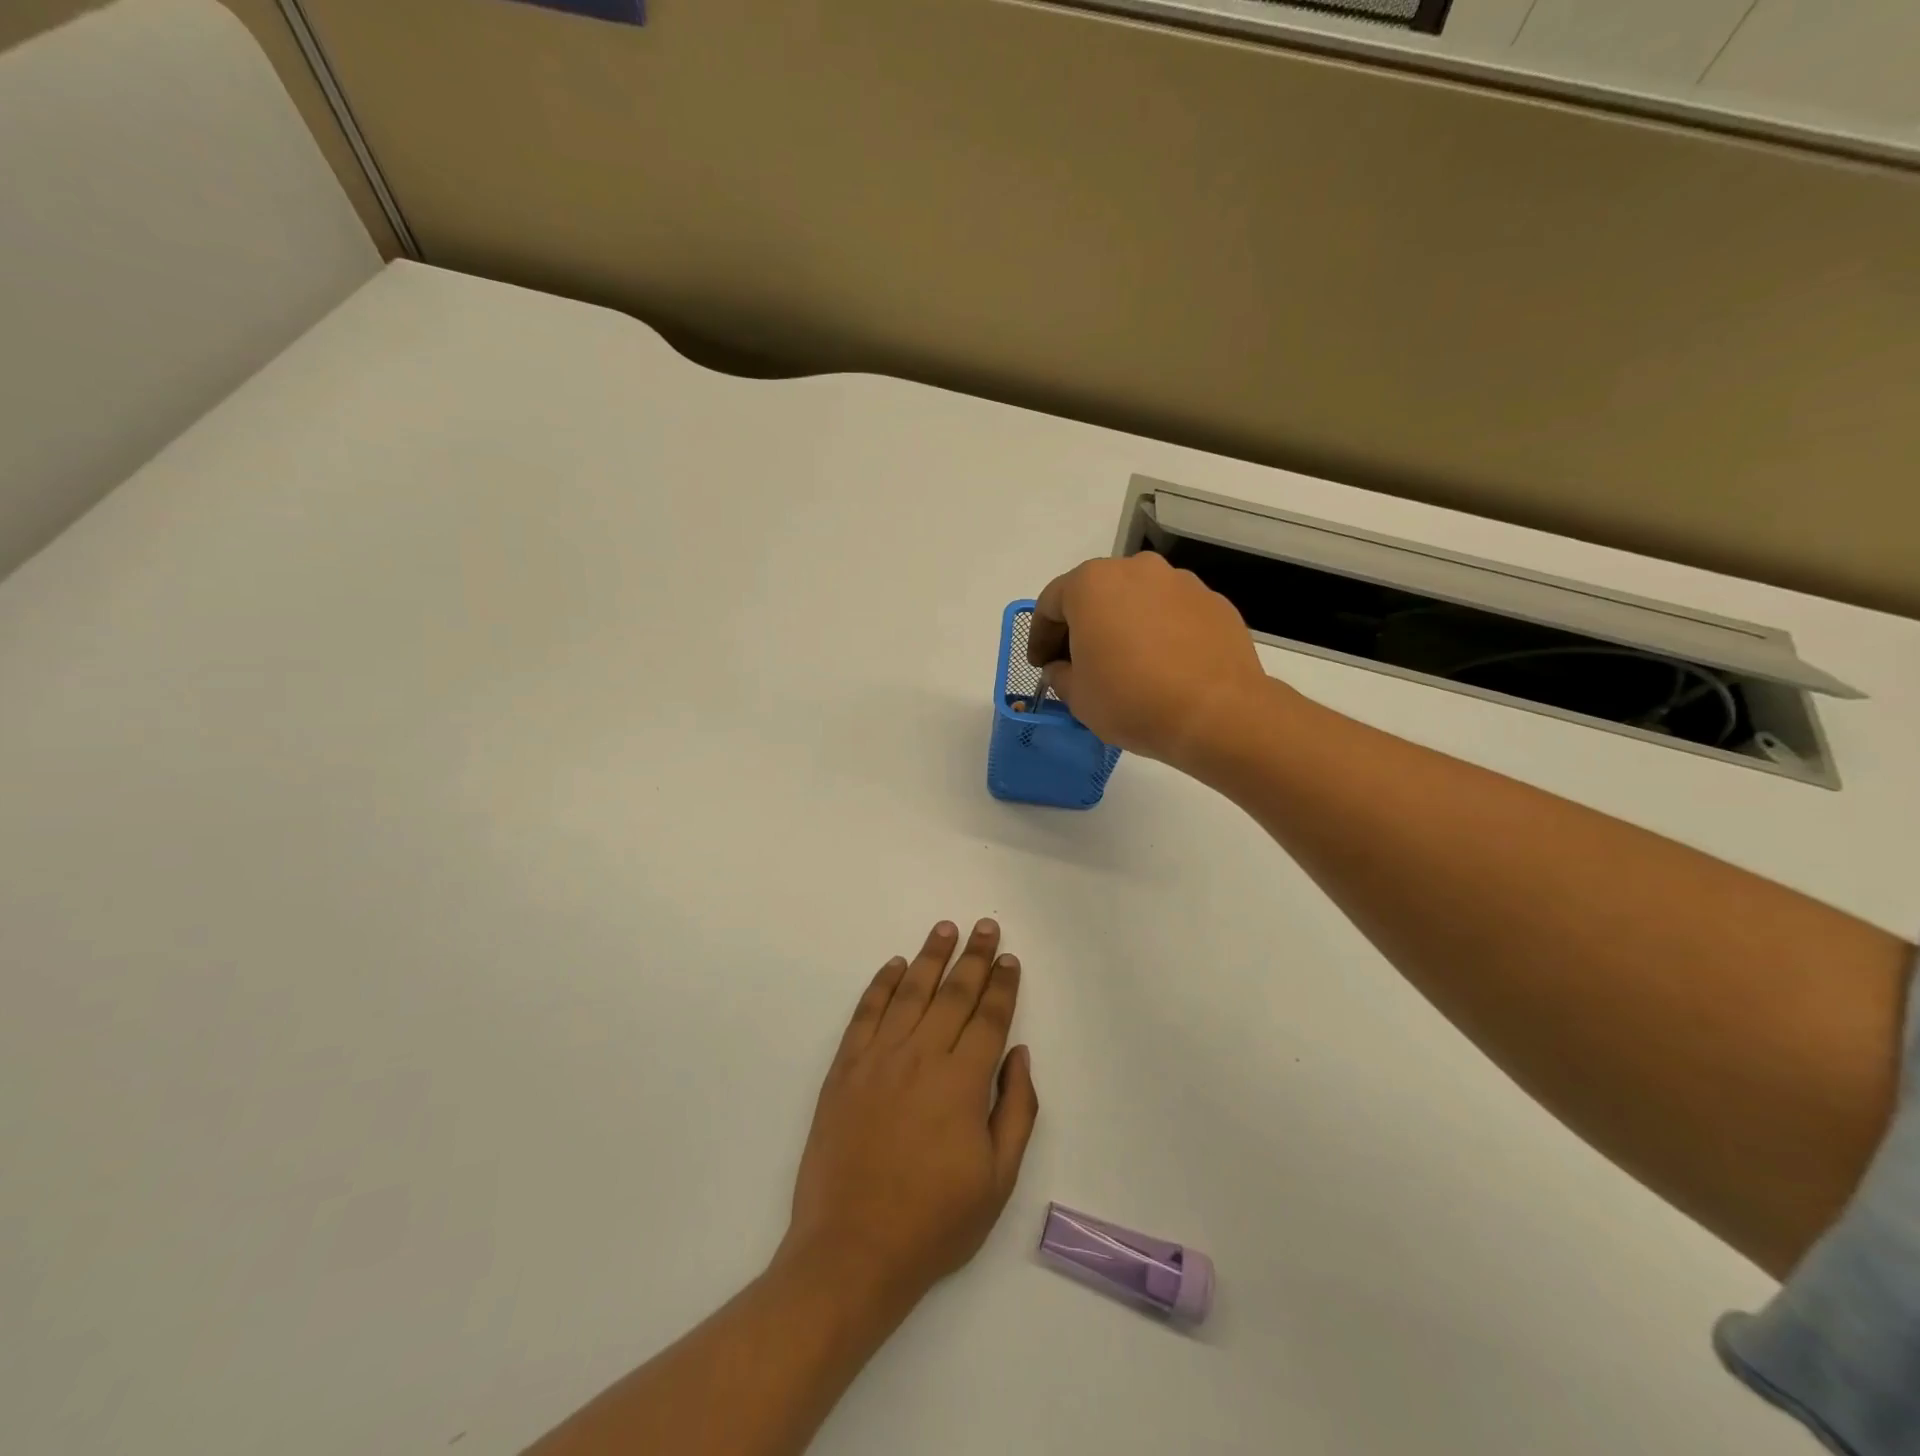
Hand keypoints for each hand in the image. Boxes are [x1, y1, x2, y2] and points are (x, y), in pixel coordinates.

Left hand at [778, 919, 1039, 1311]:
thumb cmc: (933, 1222)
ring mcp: (878, 1059)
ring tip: (945, 929)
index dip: (1003, 986)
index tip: (1010, 960)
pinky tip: (894, 966)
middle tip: (986, 927)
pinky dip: (881, 985)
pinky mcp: (844, 1069)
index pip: (989, 1018)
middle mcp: (921, 1057)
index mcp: (963, 1083)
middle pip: (953, 993)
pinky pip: (866, 1013)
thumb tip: (1019, 1055)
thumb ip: (1016, 1110)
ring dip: (930, 957)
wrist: (851, 1251)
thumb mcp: (997, 1181)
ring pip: (910, 992)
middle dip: (974, 957)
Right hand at [1030, 553, 1271, 767]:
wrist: (1217, 713)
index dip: (1040, 637)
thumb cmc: (1132, 700)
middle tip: (1078, 663)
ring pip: (1137, 601)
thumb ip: (1060, 674)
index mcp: (1092, 584)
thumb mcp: (1077, 697)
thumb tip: (1064, 667)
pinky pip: (1172, 614)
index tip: (1040, 665)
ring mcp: (1180, 582)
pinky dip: (1159, 633)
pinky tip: (1162, 667)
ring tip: (1125, 666)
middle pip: (1095, 594)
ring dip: (1123, 626)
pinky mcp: (1214, 603)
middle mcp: (1136, 570)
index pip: (1051, 603)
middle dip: (1082, 627)